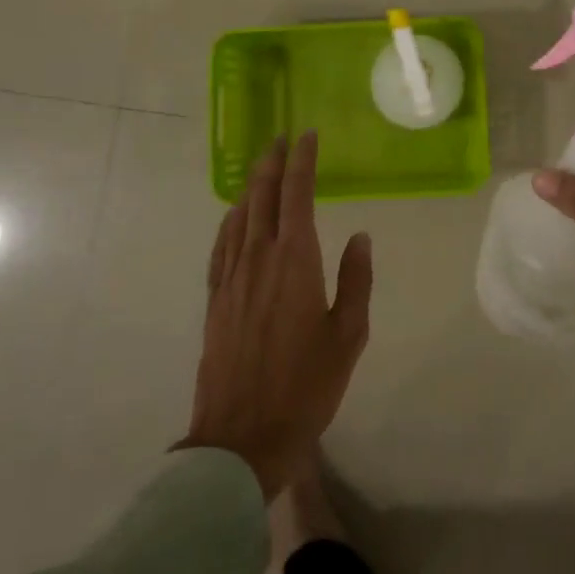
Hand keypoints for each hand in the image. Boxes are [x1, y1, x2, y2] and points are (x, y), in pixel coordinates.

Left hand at [180, 132, 372, 499]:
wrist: (242, 438)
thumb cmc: (306, 386)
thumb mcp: (348, 335)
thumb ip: (356, 280)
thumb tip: (359, 235)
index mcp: (294, 260)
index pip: (297, 194)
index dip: (302, 160)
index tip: (307, 135)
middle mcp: (259, 258)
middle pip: (263, 196)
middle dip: (272, 162)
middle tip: (281, 138)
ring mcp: (231, 278)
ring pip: (239, 216)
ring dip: (252, 185)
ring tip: (262, 166)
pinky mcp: (215, 299)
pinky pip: (221, 246)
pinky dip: (230, 221)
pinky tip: (235, 216)